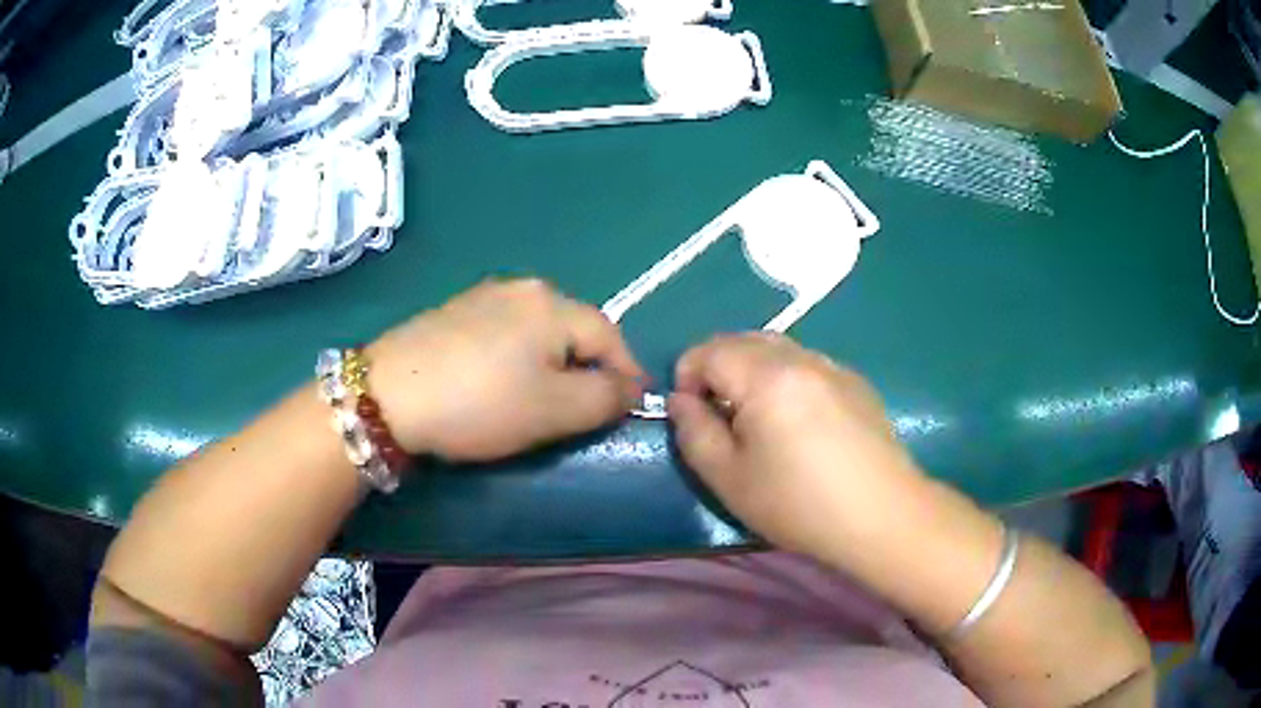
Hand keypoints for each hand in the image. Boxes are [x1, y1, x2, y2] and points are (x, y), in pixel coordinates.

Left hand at [368, 279, 644, 460]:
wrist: (387, 395)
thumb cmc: (481, 403)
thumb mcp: (555, 410)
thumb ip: (606, 398)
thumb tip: (630, 388)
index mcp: (553, 304)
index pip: (610, 336)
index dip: (627, 373)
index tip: (631, 409)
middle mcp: (523, 288)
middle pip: (574, 330)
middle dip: (588, 369)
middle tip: (584, 410)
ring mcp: (484, 295)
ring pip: (539, 331)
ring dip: (553, 364)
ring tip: (542, 399)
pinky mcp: (455, 311)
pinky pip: (506, 332)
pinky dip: (518, 358)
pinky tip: (499, 382)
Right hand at [670, 333, 927, 559]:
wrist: (882, 516)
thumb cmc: (799, 504)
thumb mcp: (729, 479)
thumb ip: (694, 433)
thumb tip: (681, 400)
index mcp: (766, 376)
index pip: (709, 349)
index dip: (687, 375)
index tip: (691, 414)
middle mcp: (801, 357)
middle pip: (743, 340)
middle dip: (718, 368)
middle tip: (719, 416)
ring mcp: (833, 366)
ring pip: (778, 348)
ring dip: (752, 370)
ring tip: (757, 418)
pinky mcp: (856, 382)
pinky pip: (807, 364)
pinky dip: (786, 378)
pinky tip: (799, 422)